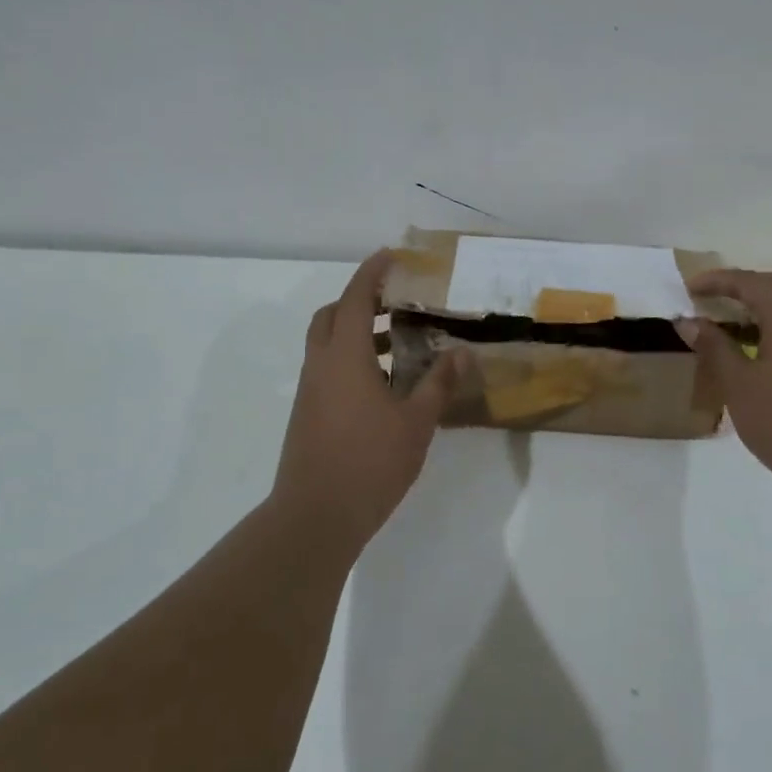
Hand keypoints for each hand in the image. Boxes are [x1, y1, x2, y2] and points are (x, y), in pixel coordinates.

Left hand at [271, 250, 458, 546]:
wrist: (315, 516)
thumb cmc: (370, 462)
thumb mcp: (416, 422)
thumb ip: (439, 384)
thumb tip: (463, 354)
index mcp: (345, 357)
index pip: (354, 299)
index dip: (372, 273)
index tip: (392, 255)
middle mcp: (321, 365)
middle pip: (331, 316)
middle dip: (359, 301)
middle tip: (395, 301)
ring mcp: (310, 391)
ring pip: (327, 344)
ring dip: (356, 333)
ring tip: (398, 343)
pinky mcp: (308, 414)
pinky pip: (328, 370)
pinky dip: (351, 361)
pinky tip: (384, 385)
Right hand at [683, 269, 771, 514]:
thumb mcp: (739, 385)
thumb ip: (714, 347)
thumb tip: (689, 320)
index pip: (749, 282)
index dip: (717, 281)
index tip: (689, 288)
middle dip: (747, 285)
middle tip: (717, 301)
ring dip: (767, 305)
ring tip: (734, 326)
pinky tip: (763, 353)